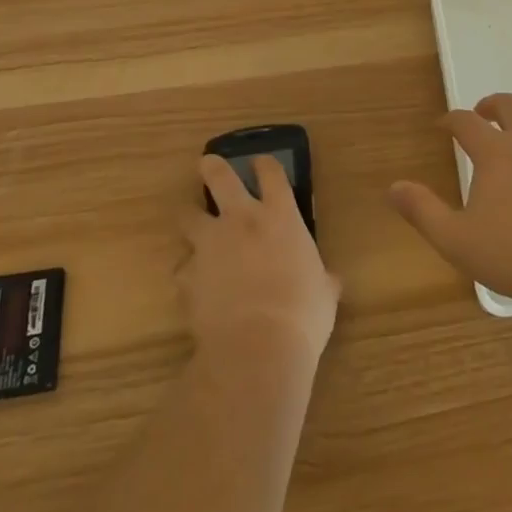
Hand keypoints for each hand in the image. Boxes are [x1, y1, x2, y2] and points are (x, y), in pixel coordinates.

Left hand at [180, 156, 340, 368]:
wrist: (256, 348)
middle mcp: (242, 221)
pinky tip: (194, 285)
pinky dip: (188, 272)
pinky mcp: (188, 276)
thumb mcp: (324, 293)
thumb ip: (322, 279)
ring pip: (188, 216)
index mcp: (281, 217)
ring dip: (190, 217)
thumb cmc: (302, 314)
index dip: (265, 164)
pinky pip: (182, 268)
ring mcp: (210, 246)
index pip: (272, 174)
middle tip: (207, 163)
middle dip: (213, 168)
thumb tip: (329, 282)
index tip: (261, 162)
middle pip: (221, 179)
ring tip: (191, 222)